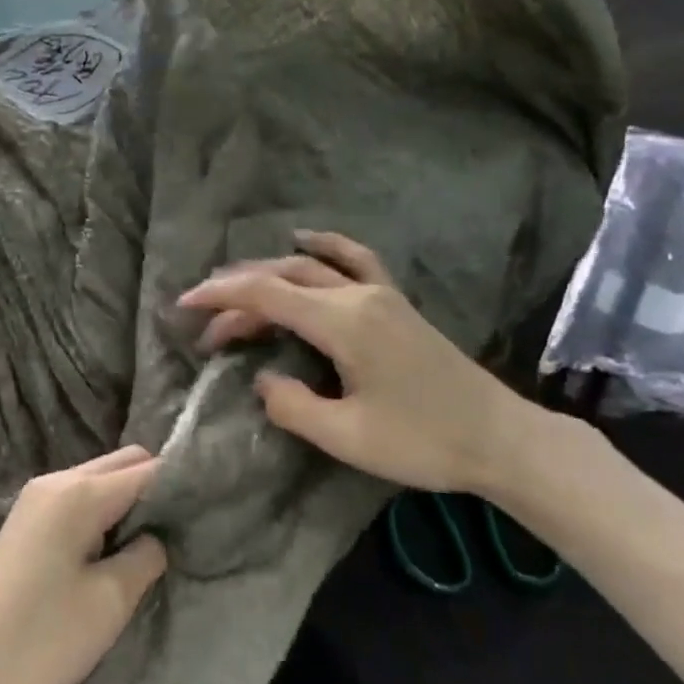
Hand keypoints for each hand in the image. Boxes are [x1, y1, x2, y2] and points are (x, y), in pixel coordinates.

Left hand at [0, 447, 167, 683]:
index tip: (211, 506)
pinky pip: (77, 500)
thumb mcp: (109, 601)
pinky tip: (113, 549)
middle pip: (122, 463)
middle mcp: (55, 481)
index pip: (148, 469)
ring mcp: (34, 500)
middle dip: (156, 486)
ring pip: (98, 480)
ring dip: (128, 501)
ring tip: (152, 542)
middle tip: (183, 528)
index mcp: (79, 492)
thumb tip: (157, 535)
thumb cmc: (42, 636)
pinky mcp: (24, 523)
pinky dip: (102, 513)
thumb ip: (145, 556)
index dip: (182, 484)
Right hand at [177, 231, 533, 496]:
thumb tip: (263, 379)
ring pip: (310, 267)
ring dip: (267, 277)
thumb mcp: (345, 437)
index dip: (219, 297)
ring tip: (235, 295)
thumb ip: (291, 405)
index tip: (183, 307)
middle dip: (236, 296)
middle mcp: (358, 296)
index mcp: (343, 323)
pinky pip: (352, 260)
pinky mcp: (395, 304)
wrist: (500, 439)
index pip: (265, 294)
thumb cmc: (422, 442)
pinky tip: (304, 241)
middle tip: (206, 329)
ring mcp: (381, 295)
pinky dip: (322, 248)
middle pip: (282, 278)